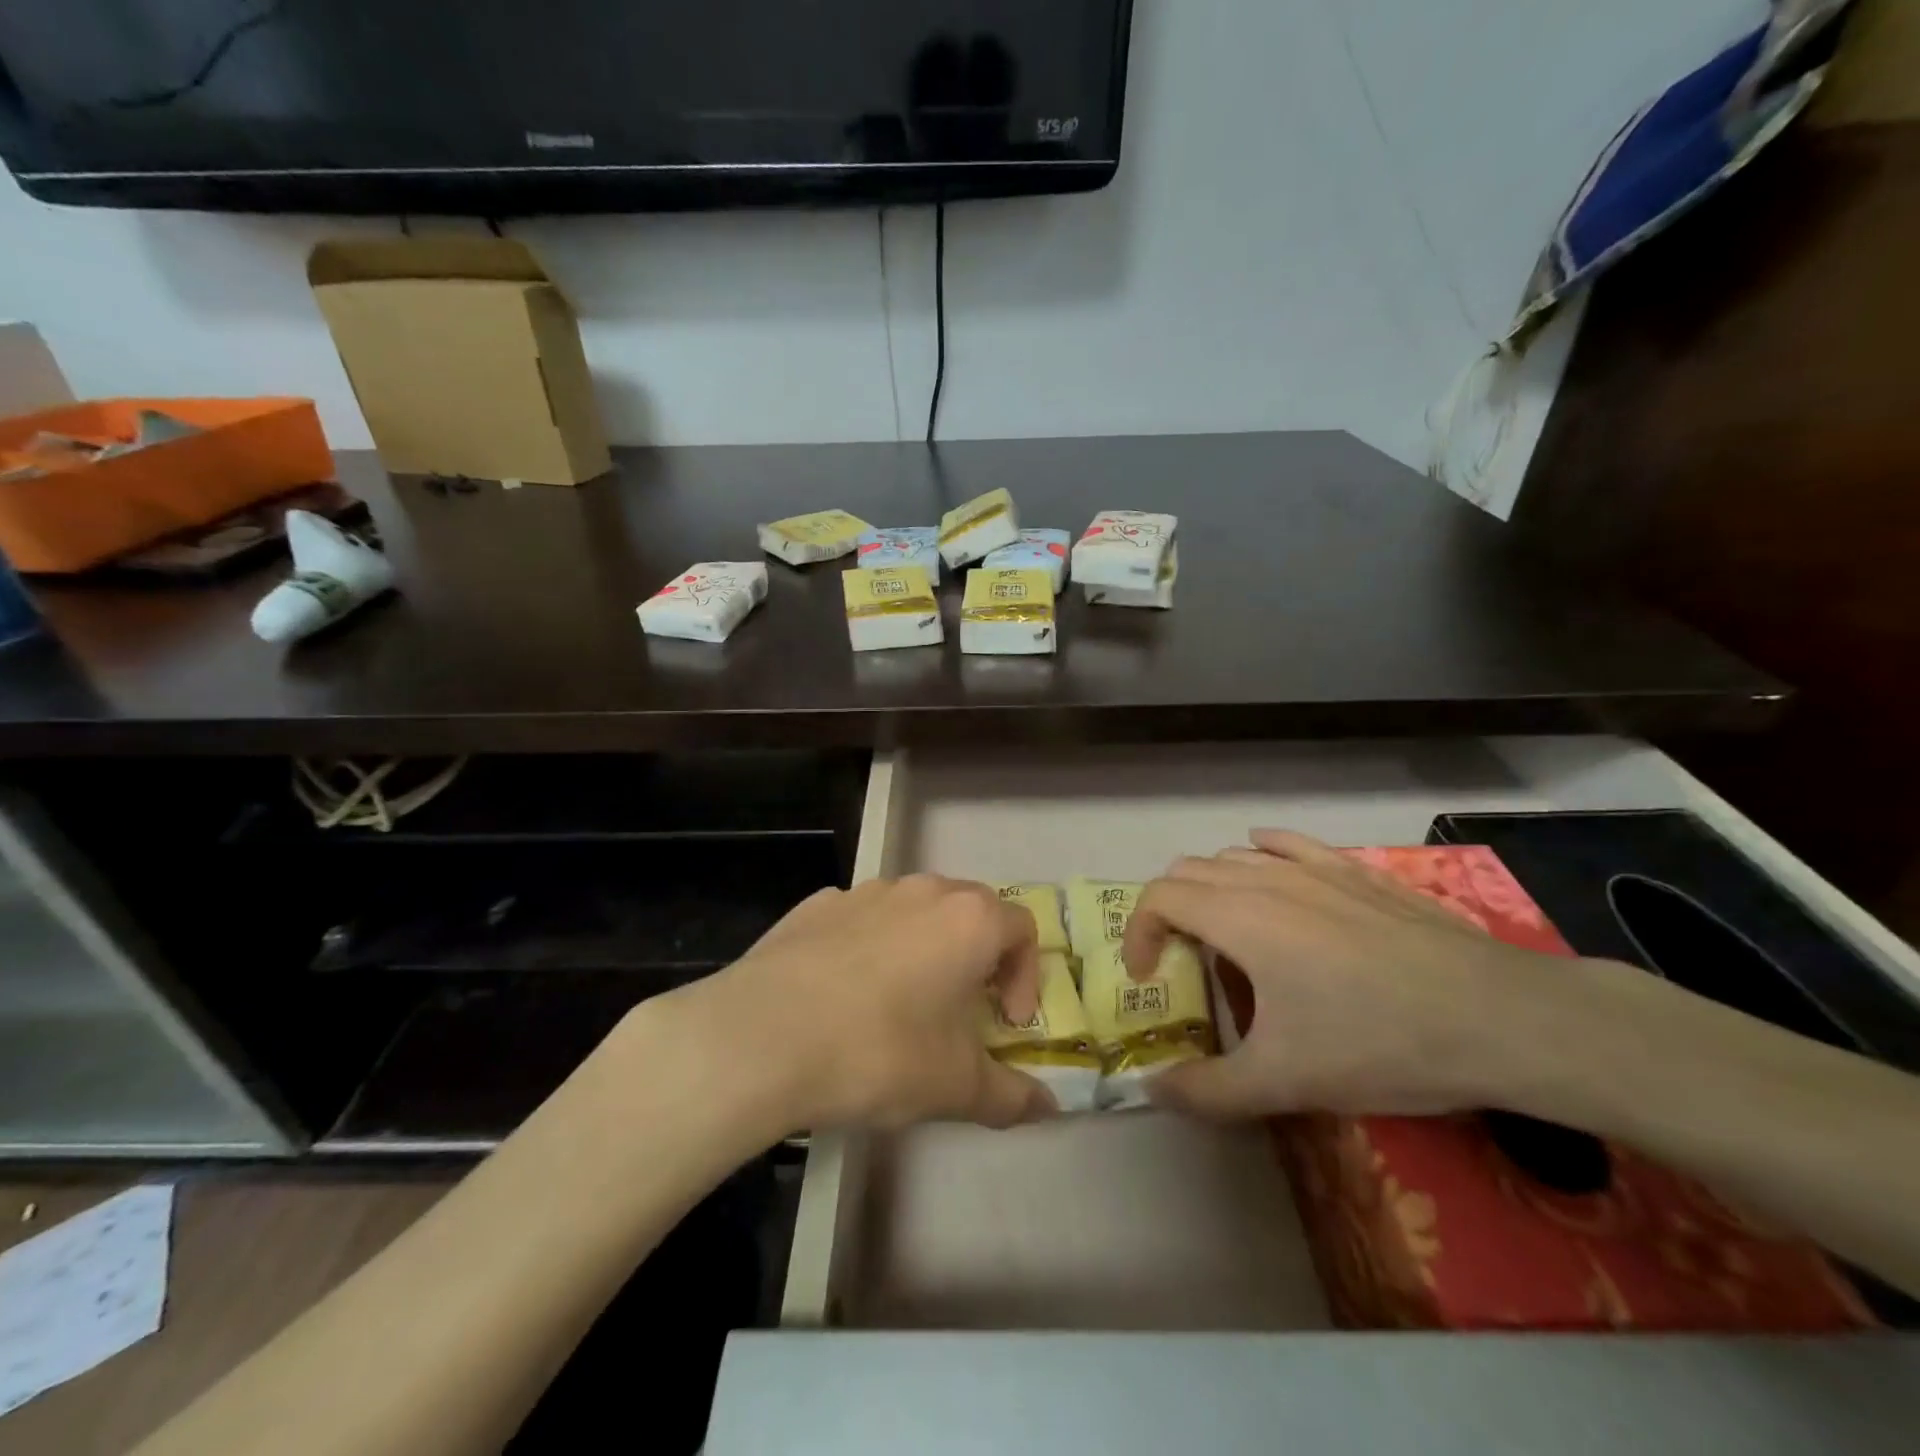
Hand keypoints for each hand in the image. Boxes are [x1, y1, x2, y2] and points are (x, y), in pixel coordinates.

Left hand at [690, 875, 1055, 1132]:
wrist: (762, 1036)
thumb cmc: (879, 1052)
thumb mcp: (954, 1087)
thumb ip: (1010, 1096)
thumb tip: (1047, 1107)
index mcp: (969, 920)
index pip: (1022, 929)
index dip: (1025, 976)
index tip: (1004, 1023)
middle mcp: (922, 890)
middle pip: (970, 911)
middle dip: (977, 957)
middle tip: (961, 1010)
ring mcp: (865, 891)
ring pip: (914, 911)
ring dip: (923, 948)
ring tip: (901, 1003)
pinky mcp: (816, 904)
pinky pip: (861, 919)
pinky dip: (869, 946)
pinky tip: (843, 995)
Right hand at [1123, 830, 1556, 1118]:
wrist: (1500, 1018)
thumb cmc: (1379, 1042)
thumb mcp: (1284, 1081)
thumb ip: (1207, 1090)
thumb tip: (1152, 1090)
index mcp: (1237, 917)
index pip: (1158, 897)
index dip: (1138, 932)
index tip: (1148, 977)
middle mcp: (1265, 879)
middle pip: (1189, 872)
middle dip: (1168, 911)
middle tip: (1182, 960)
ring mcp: (1315, 869)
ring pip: (1235, 856)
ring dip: (1210, 886)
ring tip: (1225, 930)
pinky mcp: (1356, 870)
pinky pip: (1289, 844)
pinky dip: (1261, 853)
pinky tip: (1269, 867)